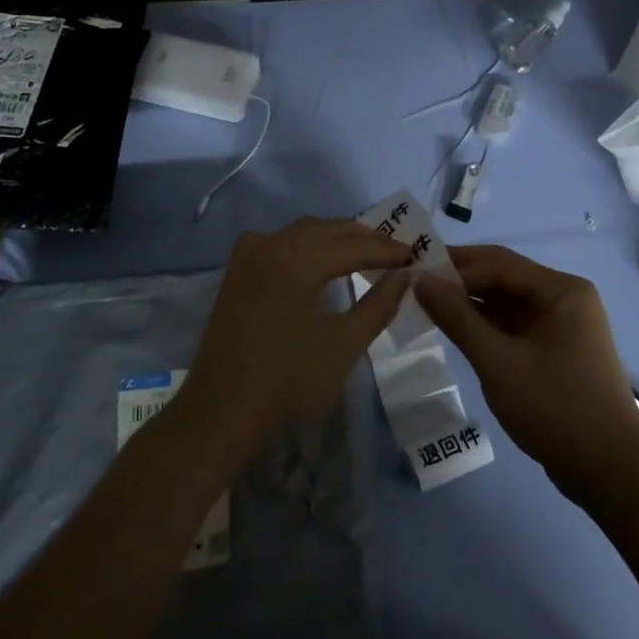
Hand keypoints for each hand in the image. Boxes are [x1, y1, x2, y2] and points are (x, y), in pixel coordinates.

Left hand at [173, 217, 411, 461]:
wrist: (222, 409)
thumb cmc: (287, 380)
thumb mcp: (343, 345)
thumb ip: (378, 305)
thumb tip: (405, 276)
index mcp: (294, 258)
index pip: (352, 245)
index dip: (387, 249)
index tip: (416, 255)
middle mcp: (269, 244)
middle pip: (326, 230)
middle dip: (364, 238)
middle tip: (397, 252)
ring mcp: (249, 255)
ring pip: (302, 232)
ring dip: (336, 238)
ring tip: (367, 252)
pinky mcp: (238, 271)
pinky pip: (281, 243)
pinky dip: (309, 245)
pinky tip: (321, 260)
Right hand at [416, 245, 638, 505]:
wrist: (611, 472)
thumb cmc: (555, 408)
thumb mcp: (498, 362)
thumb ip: (457, 317)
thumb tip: (419, 279)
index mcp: (561, 290)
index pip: (498, 263)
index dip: (454, 265)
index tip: (412, 271)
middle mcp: (564, 298)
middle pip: (503, 278)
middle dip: (459, 281)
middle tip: (413, 285)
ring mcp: (560, 325)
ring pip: (506, 303)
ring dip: (469, 304)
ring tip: (424, 305)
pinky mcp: (554, 349)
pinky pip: (513, 326)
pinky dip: (484, 326)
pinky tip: (454, 329)